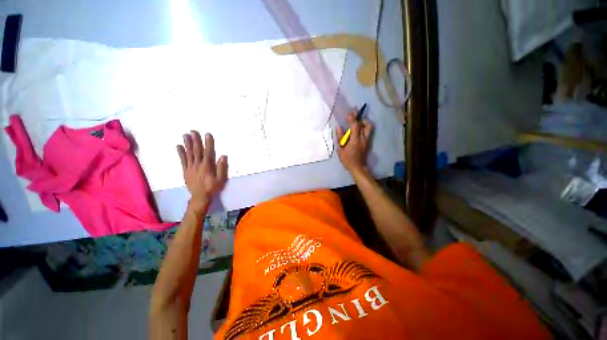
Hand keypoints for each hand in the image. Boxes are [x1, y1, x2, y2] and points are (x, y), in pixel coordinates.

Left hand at [177, 131, 227, 207]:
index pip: (208, 152)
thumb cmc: (212, 188)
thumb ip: (221, 168)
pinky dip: (180, 153)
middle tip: (193, 131)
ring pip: (189, 153)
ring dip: (187, 144)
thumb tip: (223, 156)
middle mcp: (198, 164)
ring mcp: (190, 167)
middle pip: (197, 150)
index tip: (208, 134)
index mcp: (207, 166)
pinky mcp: (185, 170)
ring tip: (185, 135)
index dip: (208, 143)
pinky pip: (182, 160)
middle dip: (196, 140)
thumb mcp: (221, 179)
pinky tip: (178, 146)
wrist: (200, 197)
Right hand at [336, 110, 371, 173]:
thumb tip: (339, 127)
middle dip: (359, 117)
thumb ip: (340, 138)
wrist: (357, 167)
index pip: (355, 126)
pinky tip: (359, 127)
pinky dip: (364, 127)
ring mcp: (367, 140)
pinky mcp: (368, 142)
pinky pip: (368, 132)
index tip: (348, 113)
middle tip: (354, 112)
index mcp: (355, 140)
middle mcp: (363, 139)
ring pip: (369, 127)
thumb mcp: (340, 149)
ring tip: (358, 120)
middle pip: (365, 124)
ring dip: (363, 122)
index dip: (352, 118)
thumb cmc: (347, 159)